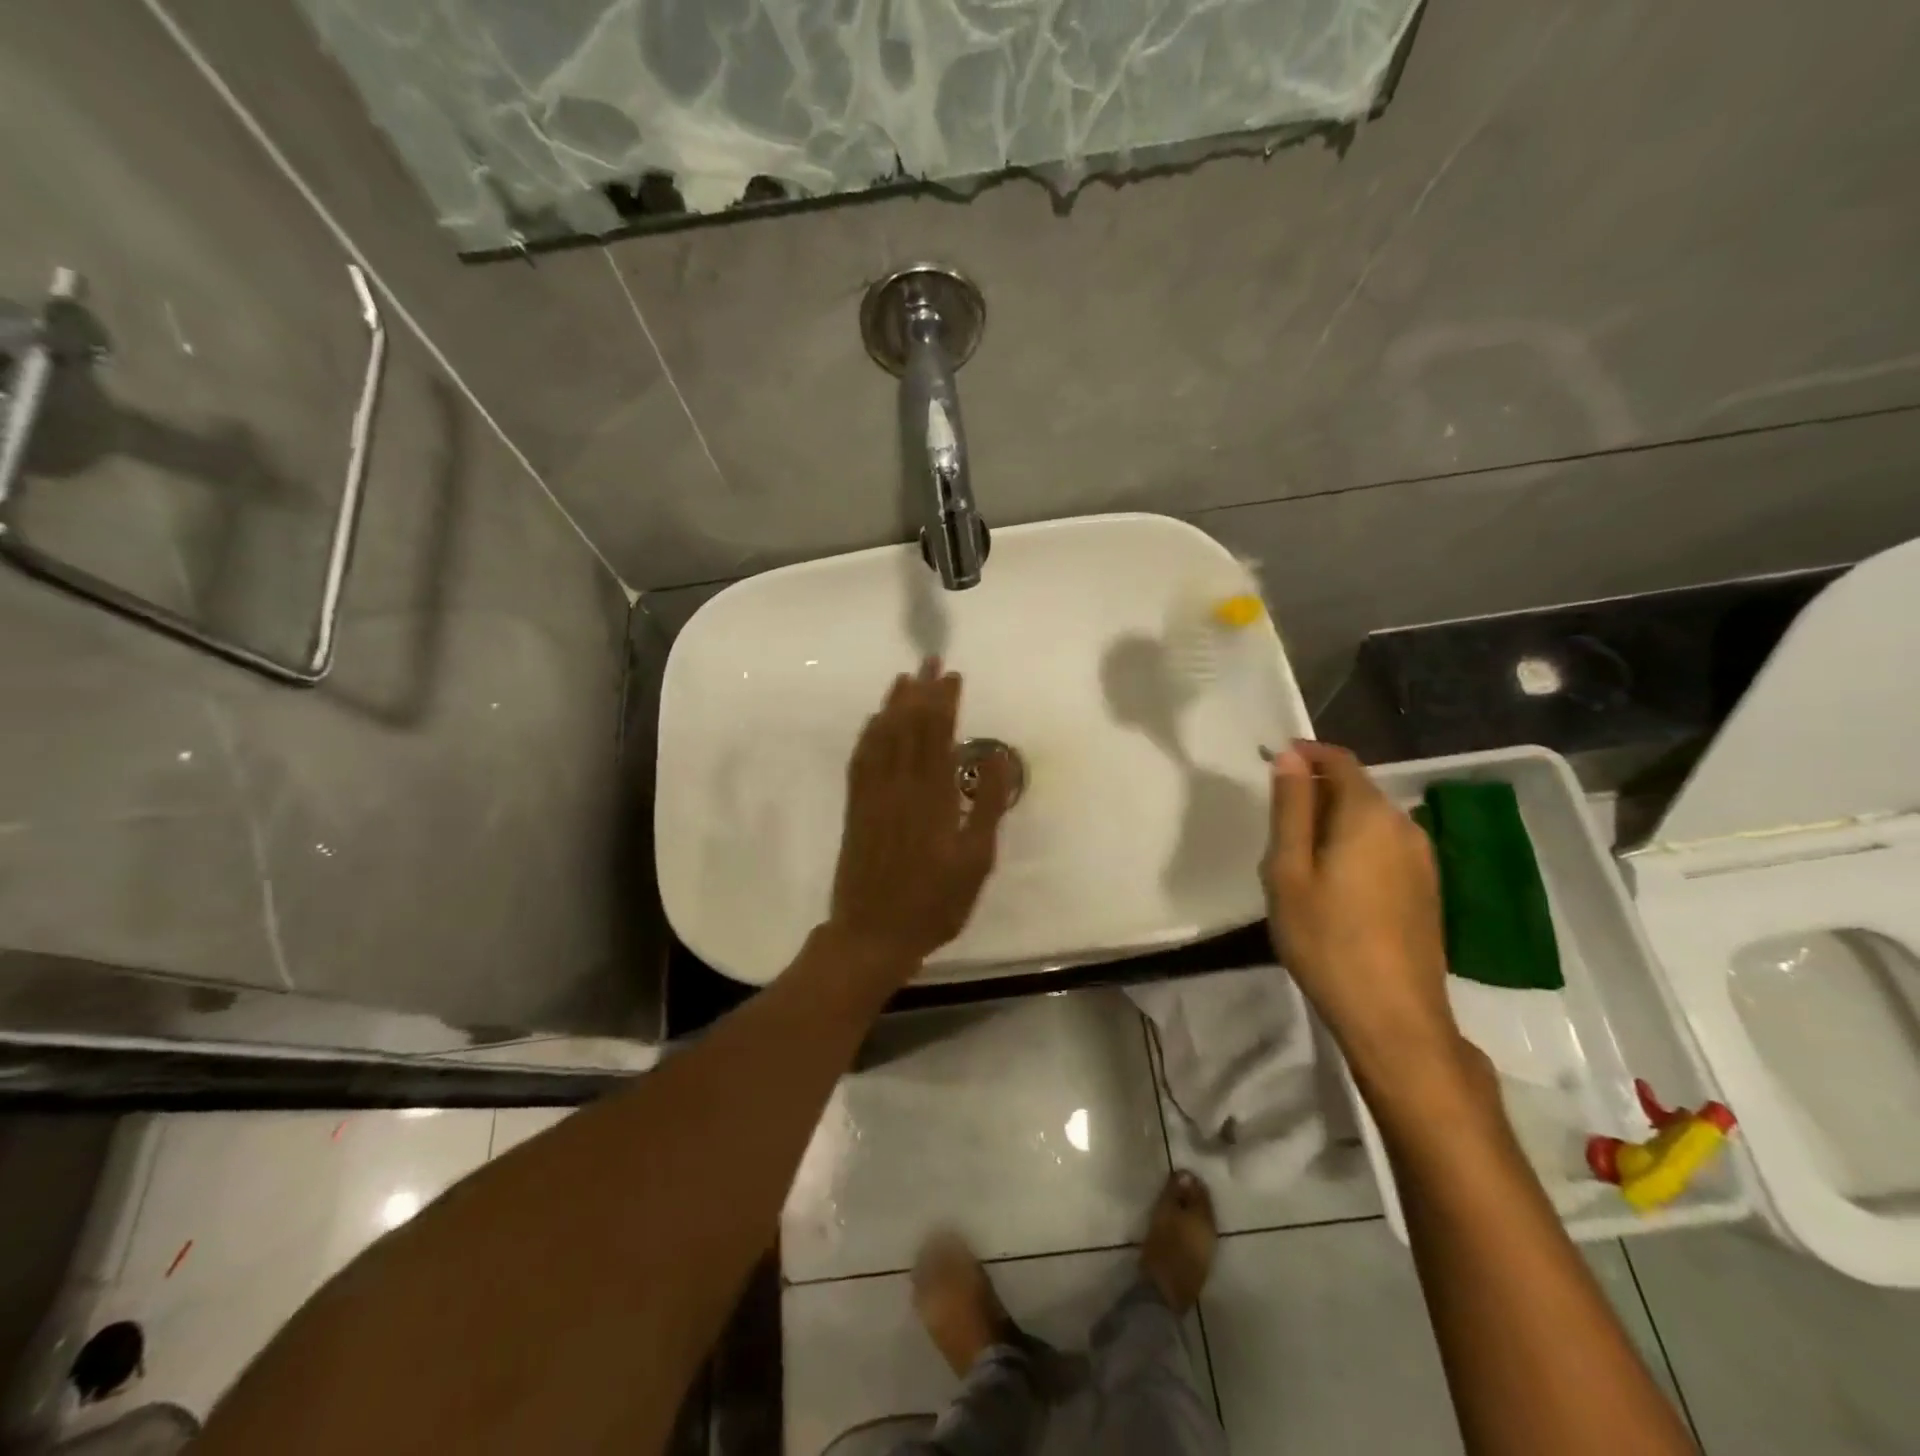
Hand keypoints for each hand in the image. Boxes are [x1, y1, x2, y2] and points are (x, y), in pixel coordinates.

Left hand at [826, 660, 1013, 972]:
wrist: (873, 934)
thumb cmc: (934, 903)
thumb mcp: (976, 861)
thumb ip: (986, 806)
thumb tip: (994, 755)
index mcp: (933, 796)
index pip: (938, 735)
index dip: (944, 702)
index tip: (952, 675)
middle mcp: (900, 786)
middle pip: (909, 726)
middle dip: (920, 691)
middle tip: (929, 660)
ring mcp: (872, 795)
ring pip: (882, 738)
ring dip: (893, 705)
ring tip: (904, 679)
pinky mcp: (855, 809)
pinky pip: (860, 761)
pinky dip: (868, 735)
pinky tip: (874, 722)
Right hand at [1262, 740, 1462, 1092]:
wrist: (1393, 1016)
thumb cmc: (1326, 938)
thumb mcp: (1289, 870)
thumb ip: (1291, 808)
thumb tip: (1290, 756)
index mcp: (1369, 814)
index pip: (1340, 760)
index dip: (1306, 753)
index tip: (1272, 761)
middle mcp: (1405, 826)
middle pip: (1357, 789)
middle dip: (1316, 791)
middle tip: (1276, 825)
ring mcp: (1422, 859)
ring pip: (1370, 820)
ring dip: (1334, 822)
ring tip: (1299, 859)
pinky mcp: (1427, 889)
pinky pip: (1384, 847)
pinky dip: (1354, 846)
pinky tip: (1333, 884)